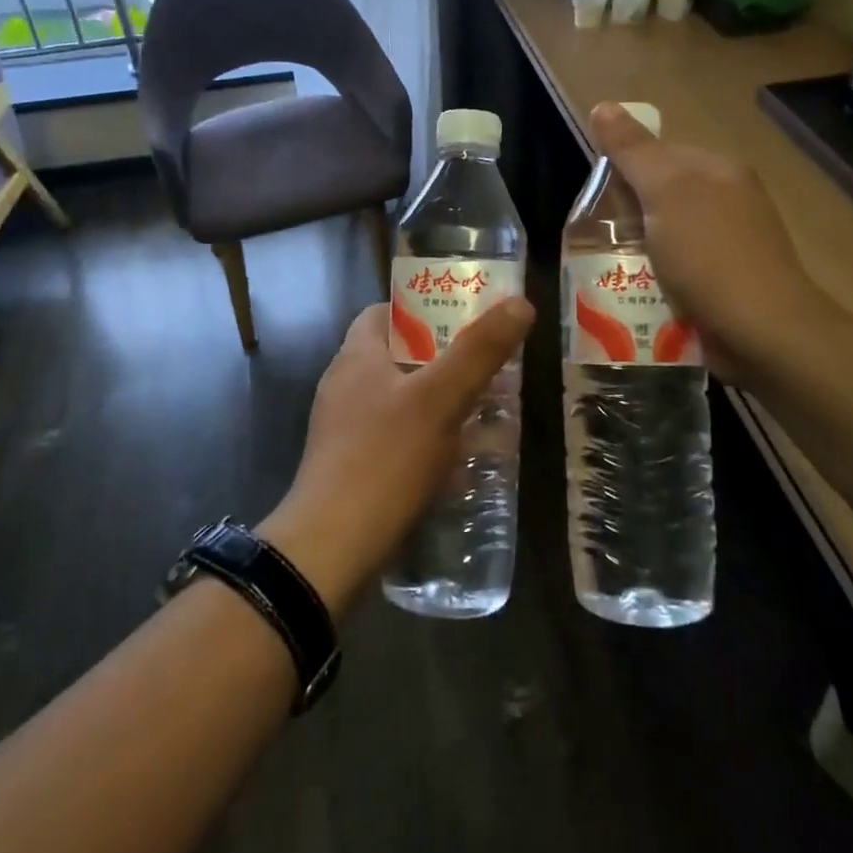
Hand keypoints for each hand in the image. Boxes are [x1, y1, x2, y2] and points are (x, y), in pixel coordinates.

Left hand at [260, 296, 534, 617]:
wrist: (332, 548)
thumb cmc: (385, 459)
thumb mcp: (440, 399)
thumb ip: (479, 351)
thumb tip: (520, 303)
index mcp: (356, 357)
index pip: (383, 313)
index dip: (422, 308)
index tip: (463, 317)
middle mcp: (345, 386)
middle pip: (398, 357)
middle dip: (443, 359)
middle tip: (488, 366)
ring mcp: (345, 430)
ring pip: (401, 401)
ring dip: (441, 402)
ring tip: (486, 411)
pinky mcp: (353, 468)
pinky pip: (397, 439)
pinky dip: (428, 440)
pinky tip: (461, 461)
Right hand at [589, 101, 825, 383]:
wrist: (763, 333)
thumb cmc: (710, 255)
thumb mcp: (665, 192)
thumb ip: (633, 151)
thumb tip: (603, 105)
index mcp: (718, 171)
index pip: (659, 153)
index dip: (623, 171)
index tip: (597, 201)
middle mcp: (727, 202)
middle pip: (659, 198)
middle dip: (625, 217)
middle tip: (596, 241)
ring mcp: (728, 246)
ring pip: (664, 237)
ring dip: (636, 253)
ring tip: (609, 272)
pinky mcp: (724, 285)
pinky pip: (677, 271)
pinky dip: (654, 280)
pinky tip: (636, 296)